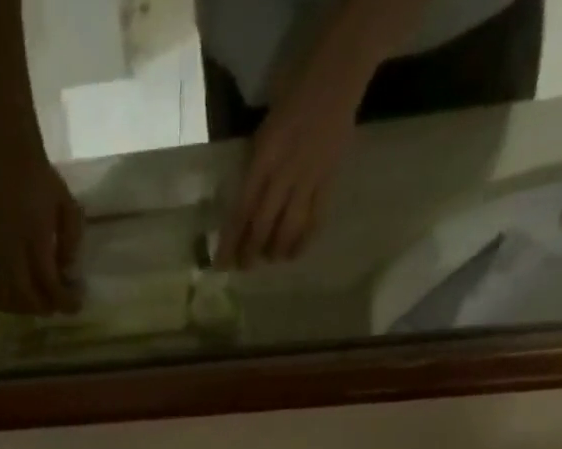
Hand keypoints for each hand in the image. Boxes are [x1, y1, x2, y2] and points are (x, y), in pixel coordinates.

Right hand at [0, 145, 83, 314]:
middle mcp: (11, 249)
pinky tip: (14, 298)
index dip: (64, 300)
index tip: (76, 304)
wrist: (9, 157)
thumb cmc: (42, 181)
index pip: (48, 282)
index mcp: (35, 237)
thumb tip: (69, 274)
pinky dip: (1, 300)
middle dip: (44, 307)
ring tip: (38, 301)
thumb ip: (72, 242)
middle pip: (25, 297)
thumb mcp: (68, 206)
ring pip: (6, 298)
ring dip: (24, 308)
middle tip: (57, 303)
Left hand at [217, 64, 359, 268]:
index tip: (221, 264)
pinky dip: (303, 239)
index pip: (241, 210)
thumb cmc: (296, 88)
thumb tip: (247, 202)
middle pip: (263, 225)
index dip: (230, 242)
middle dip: (251, 252)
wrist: (340, 67)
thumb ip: (256, 163)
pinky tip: (295, 252)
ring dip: (276, 250)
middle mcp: (284, 172)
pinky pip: (315, 218)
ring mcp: (309, 177)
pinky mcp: (329, 178)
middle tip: (244, 267)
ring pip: (289, 228)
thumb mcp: (266, 126)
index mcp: (263, 156)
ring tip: (270, 259)